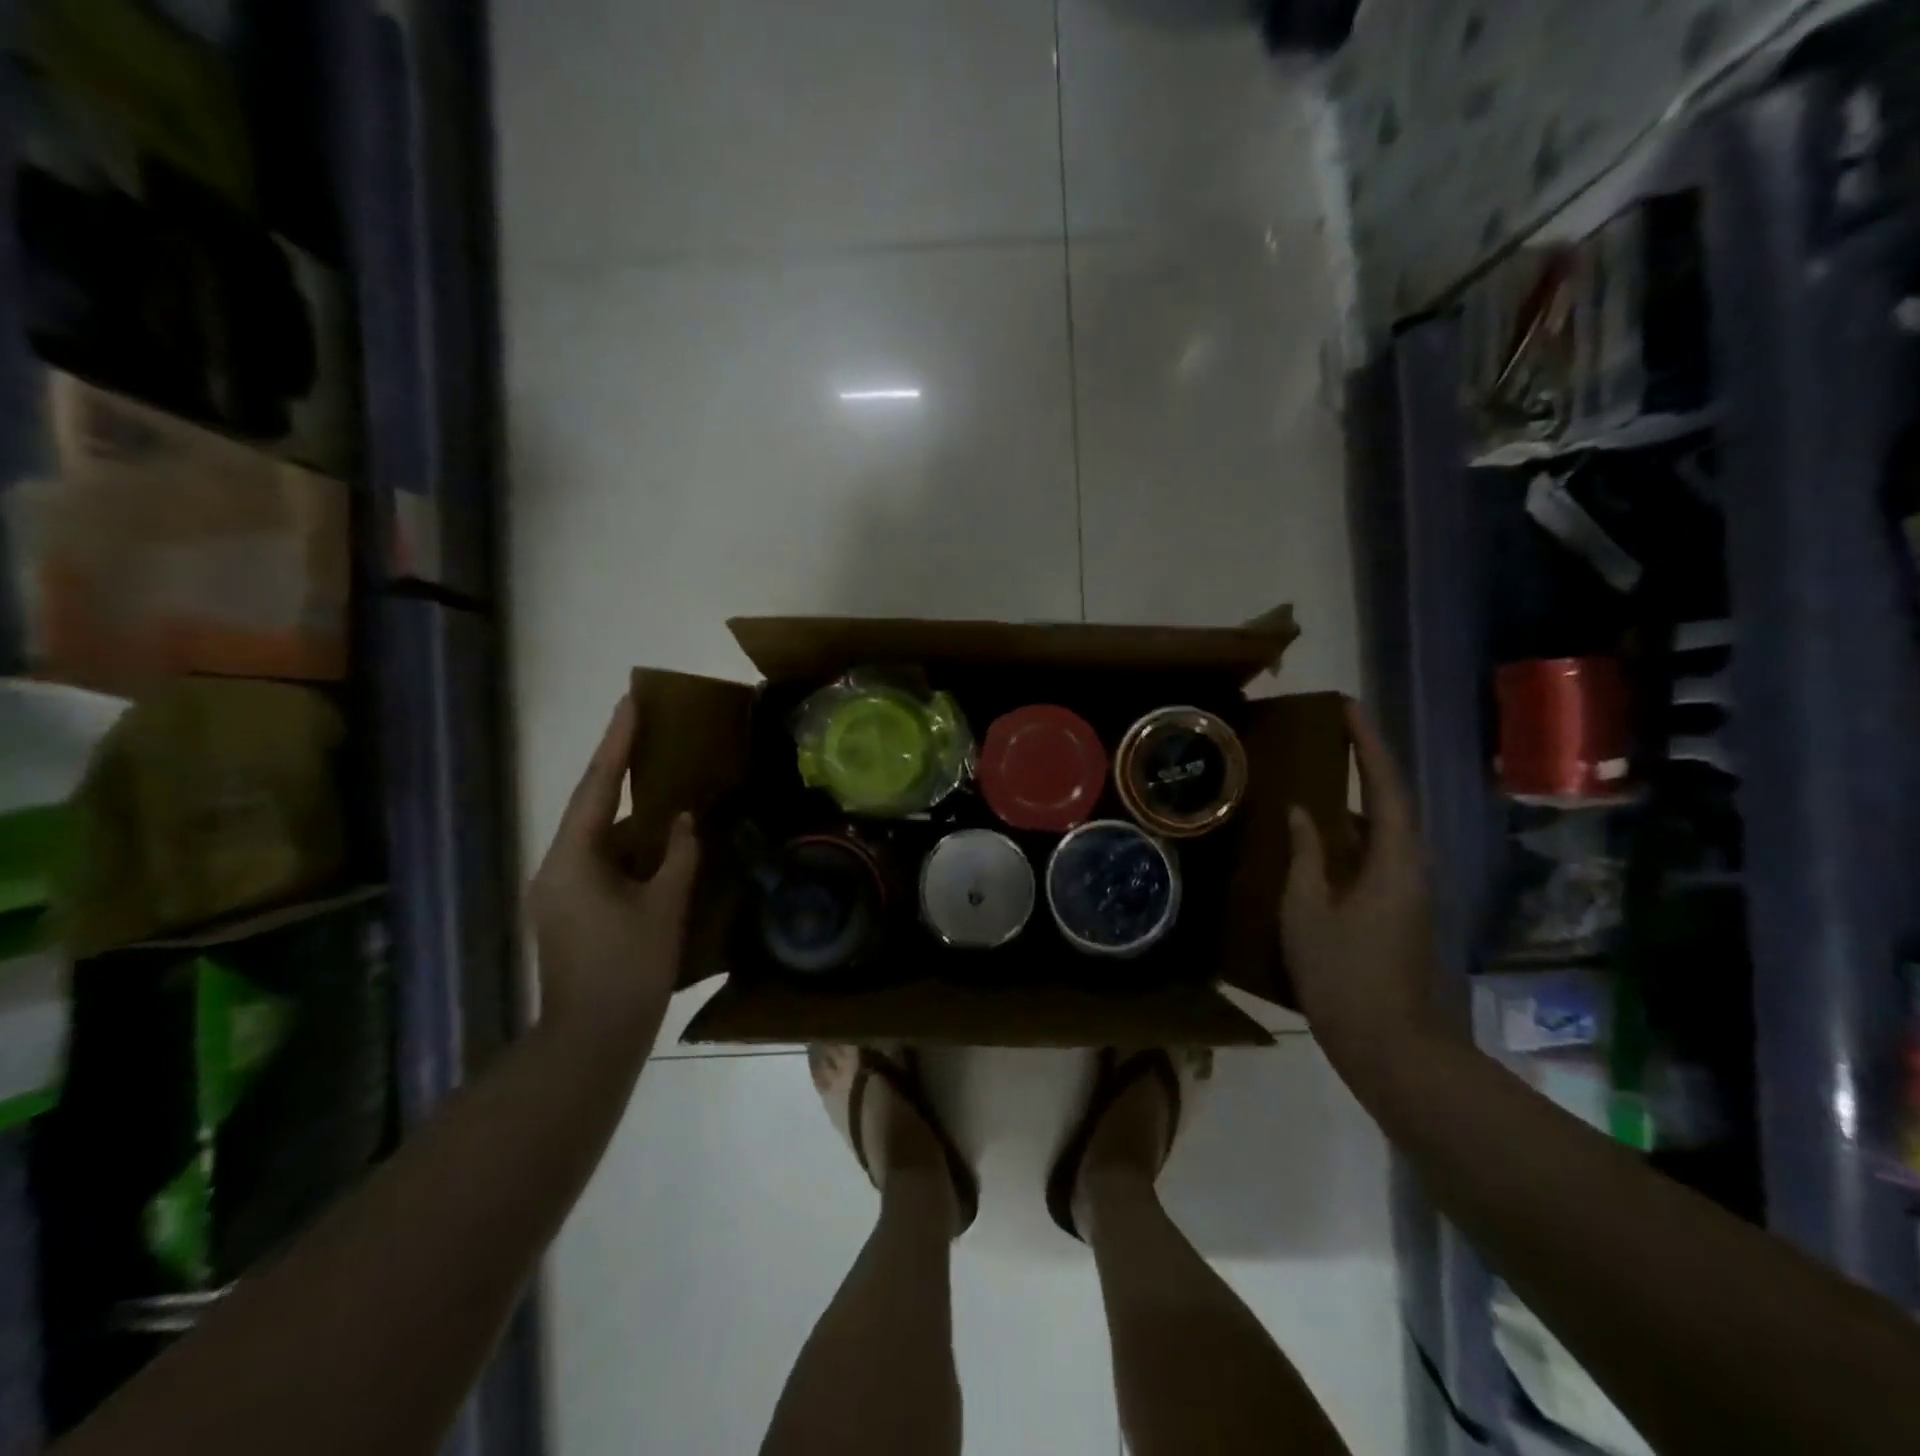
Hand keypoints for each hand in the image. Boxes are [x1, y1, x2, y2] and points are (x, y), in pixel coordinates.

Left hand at [529, 696, 700, 1037]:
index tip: (630, 703)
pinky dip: (626, 844)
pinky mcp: (568, 911)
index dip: (615, 743)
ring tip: (656, 779)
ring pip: (595, 836)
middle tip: (645, 730)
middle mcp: (555, 868)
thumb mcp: (664, 907)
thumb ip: (677, 856)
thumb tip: (682, 821)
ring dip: (625, 810)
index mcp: (572, 860)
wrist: (590, 1040)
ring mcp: (558, 892)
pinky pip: (599, 861)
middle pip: (589, 807)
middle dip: (618, 769)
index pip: (596, 788)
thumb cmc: (629, 969)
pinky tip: (653, 840)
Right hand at [1281, 700, 1443, 1053]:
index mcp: (1394, 861)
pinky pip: (1379, 855)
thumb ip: (1306, 856)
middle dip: (1368, 762)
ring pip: (1388, 830)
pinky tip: (1324, 837)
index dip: (1368, 743)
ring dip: (1362, 797)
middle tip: (1334, 733)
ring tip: (1325, 774)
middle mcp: (1412, 868)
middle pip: (1394, 802)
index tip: (1348, 708)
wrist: (1390, 1046)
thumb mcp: (1307, 911)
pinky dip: (1355, 832)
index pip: (1386, 786)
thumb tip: (1303, 813)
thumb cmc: (1343, 974)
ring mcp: (1410, 892)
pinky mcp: (1400, 911)